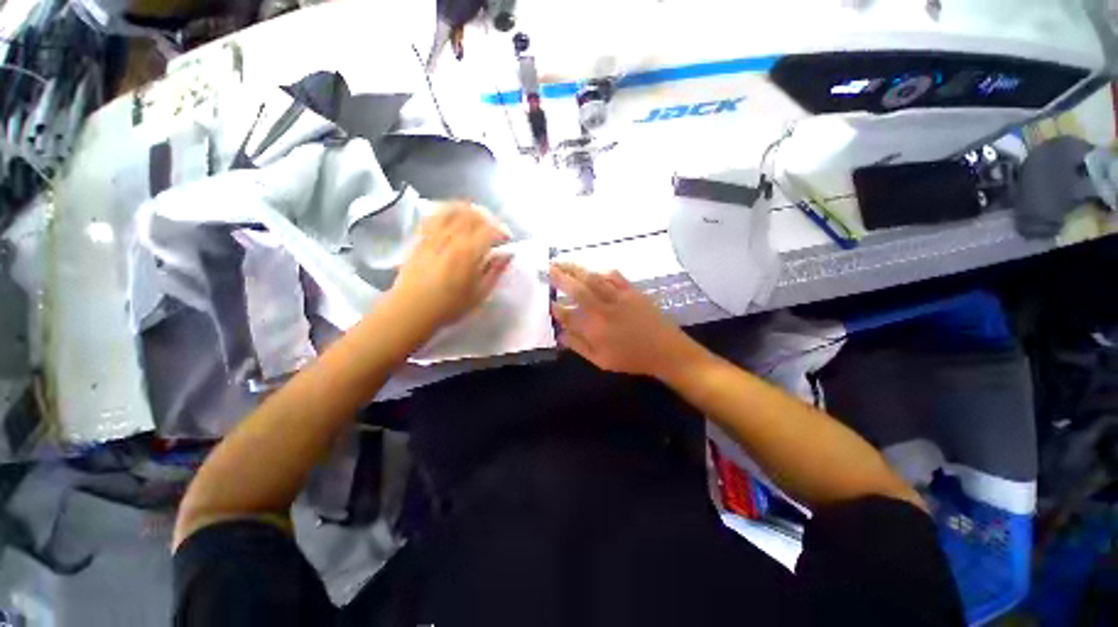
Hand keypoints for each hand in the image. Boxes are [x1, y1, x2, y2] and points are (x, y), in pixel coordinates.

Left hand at [390, 201, 511, 331]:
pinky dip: (447, 211)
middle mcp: (452, 238)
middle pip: (473, 215)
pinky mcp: (421, 237)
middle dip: (488, 219)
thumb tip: (508, 254)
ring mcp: (434, 235)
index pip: (490, 229)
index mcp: (469, 253)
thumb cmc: (450, 306)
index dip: (502, 231)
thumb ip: (495, 271)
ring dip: (469, 211)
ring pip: (453, 210)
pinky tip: (453, 218)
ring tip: (476, 220)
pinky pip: (434, 215)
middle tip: (494, 230)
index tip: (507, 240)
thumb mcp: (480, 294)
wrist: (411, 310)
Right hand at [549, 263, 701, 378]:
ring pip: (593, 278)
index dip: (555, 308)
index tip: (548, 302)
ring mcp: (619, 298)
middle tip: (547, 269)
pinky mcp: (632, 291)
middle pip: (578, 289)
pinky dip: (599, 271)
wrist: (666, 351)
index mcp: (595, 330)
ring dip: (575, 268)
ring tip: (562, 262)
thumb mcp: (601, 360)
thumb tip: (560, 333)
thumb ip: (579, 346)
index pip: (568, 315)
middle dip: (560, 277)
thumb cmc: (632, 358)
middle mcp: (604, 310)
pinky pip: (614, 276)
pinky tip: (592, 270)